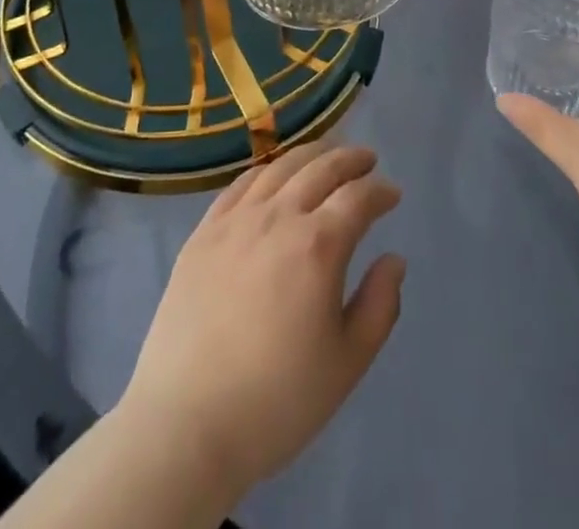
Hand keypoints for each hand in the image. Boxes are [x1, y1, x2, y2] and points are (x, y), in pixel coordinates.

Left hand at [116, 143, 405, 502]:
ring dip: (311, 154)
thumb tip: (393, 259)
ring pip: (280, 167)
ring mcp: (236, 220)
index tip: (393, 194)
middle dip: (350, 159)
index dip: (380, 191)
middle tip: (367, 159)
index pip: (358, 197)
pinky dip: (267, 170)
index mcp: (318, 245)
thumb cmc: (277, 401)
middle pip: (321, 168)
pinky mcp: (204, 232)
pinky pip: (241, 184)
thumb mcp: (347, 364)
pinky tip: (274, 175)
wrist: (186, 424)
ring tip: (326, 155)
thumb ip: (379, 305)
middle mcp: (279, 217)